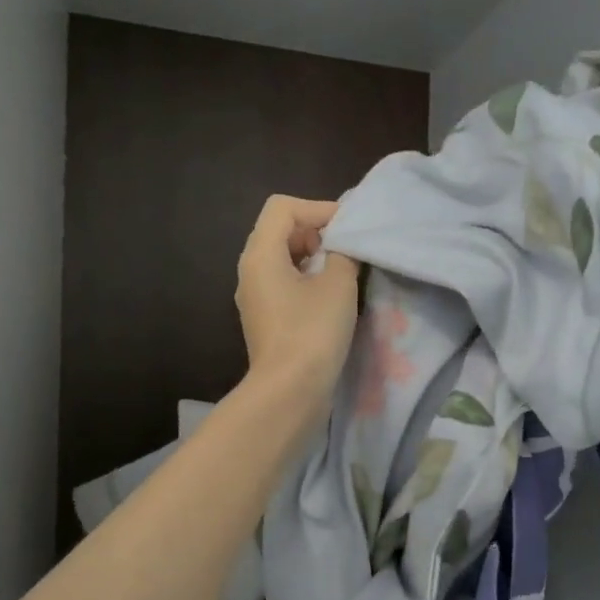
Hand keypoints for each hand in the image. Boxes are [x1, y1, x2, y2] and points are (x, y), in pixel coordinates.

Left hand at [235, 195, 360, 406]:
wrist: (290, 391)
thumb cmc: (313, 331)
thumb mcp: (338, 284)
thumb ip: (343, 253)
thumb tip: (343, 246)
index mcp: (260, 254)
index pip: (283, 208)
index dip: (318, 208)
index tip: (349, 228)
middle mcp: (250, 271)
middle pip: (280, 231)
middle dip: (316, 231)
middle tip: (348, 248)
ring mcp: (255, 297)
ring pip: (282, 259)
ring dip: (314, 257)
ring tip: (344, 272)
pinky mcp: (265, 320)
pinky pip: (284, 284)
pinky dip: (307, 280)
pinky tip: (331, 298)